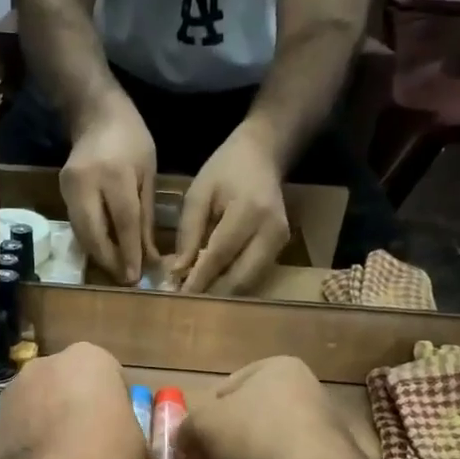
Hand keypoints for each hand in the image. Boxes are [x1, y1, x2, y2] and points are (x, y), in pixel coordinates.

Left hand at [0, 343, 147, 458]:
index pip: (111, 375)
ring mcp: (15, 389)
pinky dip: (31, 440)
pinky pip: (22, 425)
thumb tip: (123, 437)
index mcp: (90, 358)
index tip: (120, 430)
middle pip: (71, 384)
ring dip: (52, 422)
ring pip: (43, 403)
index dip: (117, 404)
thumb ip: (131, 429)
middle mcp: (47, 363)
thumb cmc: (105, 457)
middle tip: (92, 442)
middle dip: (79, 406)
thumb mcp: (140, 447)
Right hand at [61, 97, 156, 285]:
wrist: (95, 112)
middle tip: (123, 279)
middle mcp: (87, 183)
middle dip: (109, 260)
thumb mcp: (148, 173)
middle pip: (94, 233)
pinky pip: (77, 225)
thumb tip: (148, 256)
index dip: (129, 252)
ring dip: (98, 255)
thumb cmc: (131, 139)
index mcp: (115, 174)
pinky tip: (104, 251)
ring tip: (115, 270)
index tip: (135, 276)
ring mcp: (69, 188)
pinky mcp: (61, 192)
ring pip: (82, 233)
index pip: (123, 222)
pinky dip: (91, 242)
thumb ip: (146, 216)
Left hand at [170, 125, 289, 295]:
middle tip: (185, 303)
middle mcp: (271, 230)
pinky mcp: (282, 247)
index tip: (177, 295)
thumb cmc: (224, 170)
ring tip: (195, 297)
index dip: (199, 278)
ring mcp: (281, 241)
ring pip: (249, 282)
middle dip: (211, 293)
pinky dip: (232, 284)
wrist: (262, 155)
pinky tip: (212, 284)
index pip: (220, 254)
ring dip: (222, 293)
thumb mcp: (198, 195)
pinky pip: (254, 275)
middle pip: (240, 277)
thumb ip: (188, 233)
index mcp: (249, 210)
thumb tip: (178, 272)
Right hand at [176, 357, 367, 458]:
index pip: (232, 386)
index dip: (205, 410)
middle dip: (209, 453)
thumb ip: (188, 427)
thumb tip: (184, 437)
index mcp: (278, 375)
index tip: (187, 432)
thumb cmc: (254, 433)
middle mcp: (297, 405)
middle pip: (241, 429)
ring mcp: (306, 448)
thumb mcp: (204, 422)